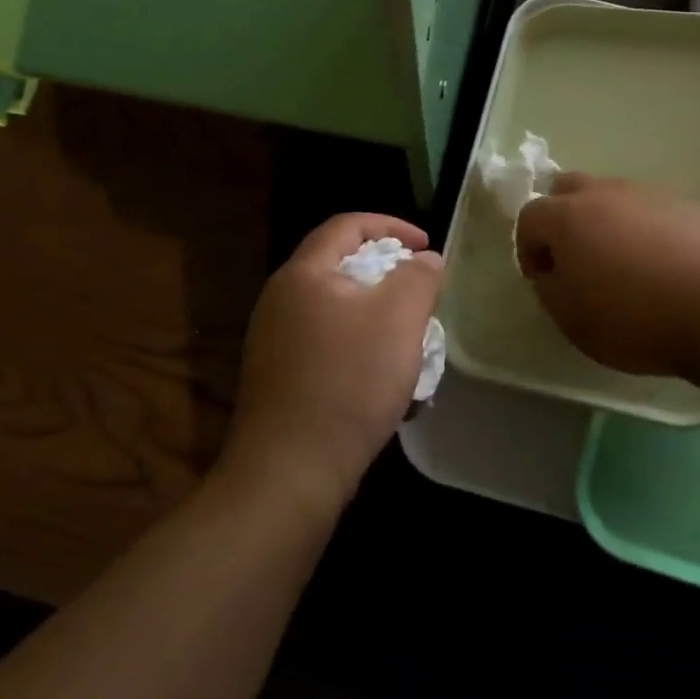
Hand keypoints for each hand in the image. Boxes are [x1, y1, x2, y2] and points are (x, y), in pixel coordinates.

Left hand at [221, 213, 441, 516]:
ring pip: (334, 308)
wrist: (290, 472)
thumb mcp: (399, 318)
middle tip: (419, 291)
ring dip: (375, 313)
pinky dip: (357, 345)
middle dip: (386, 272)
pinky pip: (325, 343)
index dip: (391, 226)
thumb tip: (425, 260)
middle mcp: (280, 300)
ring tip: (407, 336)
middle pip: (338, 265)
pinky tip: (380, 377)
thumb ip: (418, 277)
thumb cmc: (348, 382)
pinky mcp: (278, 378)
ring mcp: (273, 341)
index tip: (426, 245)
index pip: (346, 225)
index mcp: (303, 274)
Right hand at [513, 174, 699, 377]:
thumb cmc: (631, 318)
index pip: (529, 216)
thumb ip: (548, 287)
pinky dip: (644, 229)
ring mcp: (649, 194)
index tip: (543, 279)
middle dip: (561, 218)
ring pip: (613, 196)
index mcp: (567, 216)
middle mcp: (605, 193)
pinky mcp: (687, 206)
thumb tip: (551, 270)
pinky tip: (661, 264)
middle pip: (568, 188)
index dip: (527, 248)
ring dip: (605, 221)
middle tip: (574, 257)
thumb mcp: (570, 318)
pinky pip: (651, 210)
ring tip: (622, 263)